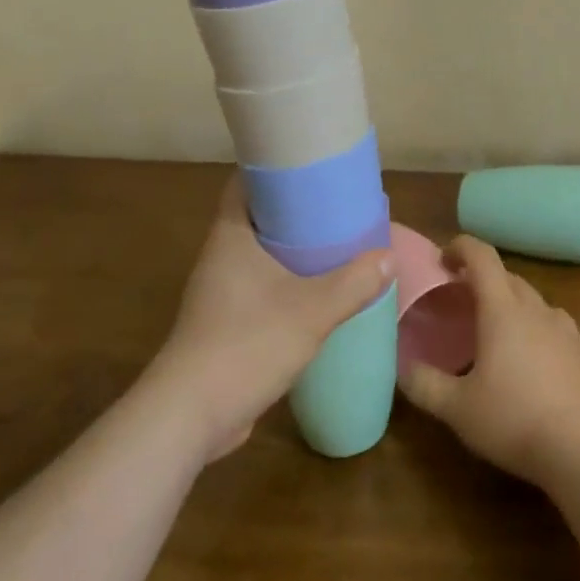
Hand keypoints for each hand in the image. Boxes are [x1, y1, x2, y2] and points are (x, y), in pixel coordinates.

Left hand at [146, 177, 390, 463]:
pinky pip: (261, 287)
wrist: (192, 414)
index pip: (246, 182)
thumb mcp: (312, 310)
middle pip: (259, 217)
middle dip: (296, 210)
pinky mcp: (226, 323)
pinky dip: (288, 283)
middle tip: (337, 205)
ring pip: (262, 255)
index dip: (276, 169)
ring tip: (336, 245)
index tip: (311, 165)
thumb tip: (388, 256)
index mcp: (231, 235)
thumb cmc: (247, 343)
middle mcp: (221, 256)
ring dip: (294, 250)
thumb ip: (354, 282)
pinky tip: (318, 294)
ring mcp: (220, 292)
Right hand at [398, 236, 579, 485]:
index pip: (482, 257)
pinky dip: (534, 329)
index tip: (442, 257)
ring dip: (510, 303)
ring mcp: (565, 330)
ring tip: (493, 330)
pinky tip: (528, 361)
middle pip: (507, 277)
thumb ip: (425, 385)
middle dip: (482, 279)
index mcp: (503, 310)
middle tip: (459, 299)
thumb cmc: (514, 419)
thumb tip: (403, 368)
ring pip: (533, 301)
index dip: (461, 247)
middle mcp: (536, 310)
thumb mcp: (457, 408)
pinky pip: (553, 327)